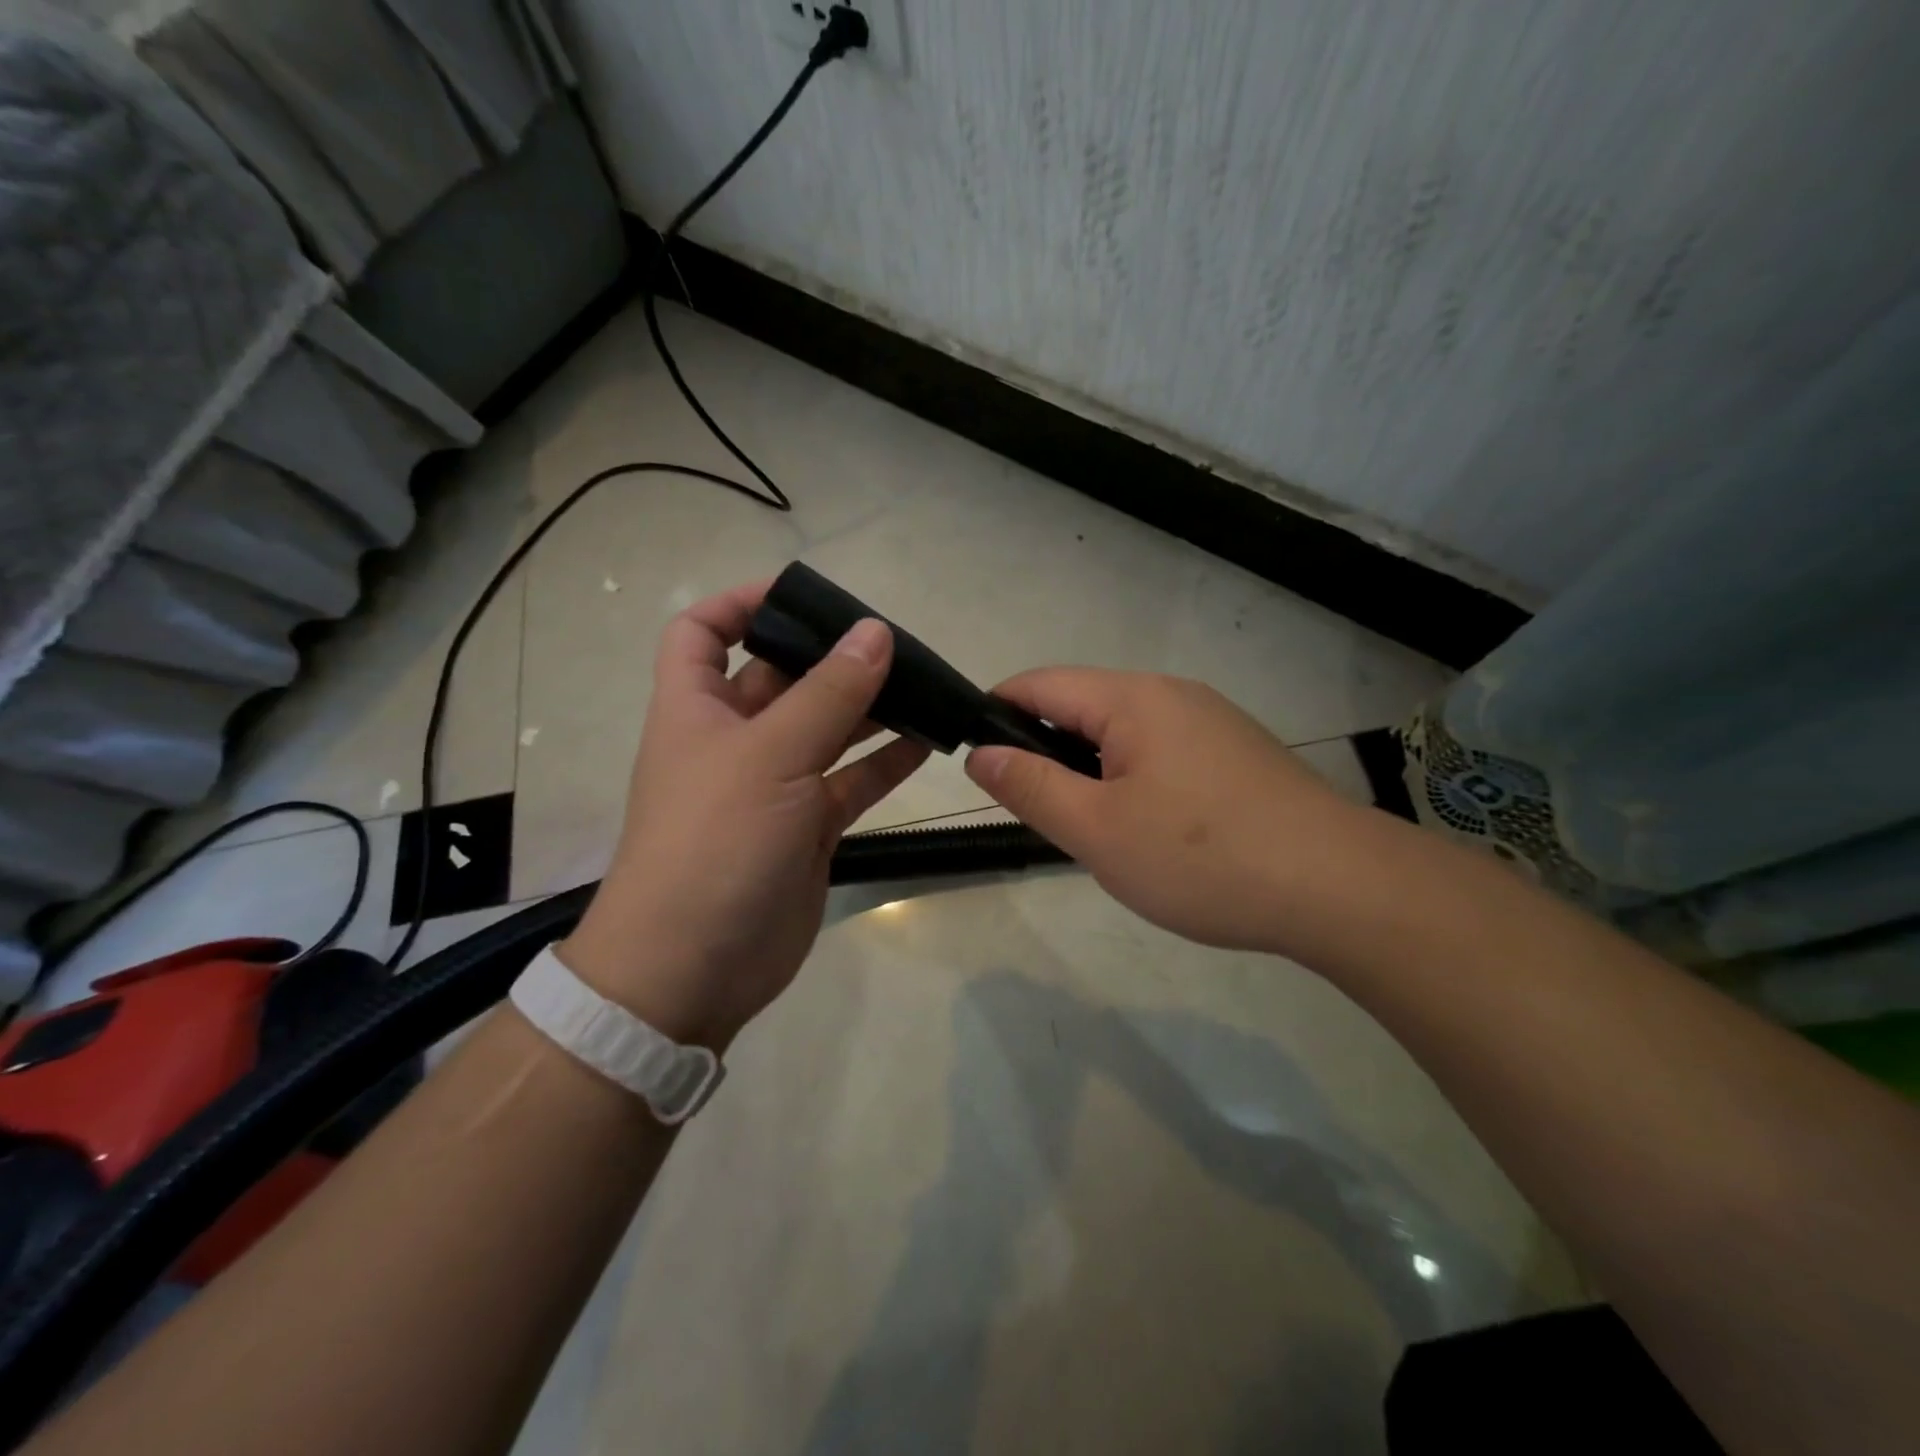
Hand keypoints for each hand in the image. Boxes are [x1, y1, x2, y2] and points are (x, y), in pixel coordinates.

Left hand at [559, 582, 929, 1048]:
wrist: (695, 969)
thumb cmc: (715, 845)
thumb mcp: (770, 758)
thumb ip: (828, 695)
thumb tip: (874, 632)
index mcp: (698, 709)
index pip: (703, 632)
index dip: (742, 603)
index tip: (802, 594)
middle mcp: (733, 740)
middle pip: (783, 679)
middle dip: (831, 657)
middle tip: (893, 643)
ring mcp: (773, 787)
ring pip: (826, 730)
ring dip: (869, 709)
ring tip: (924, 686)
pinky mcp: (807, 829)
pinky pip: (850, 782)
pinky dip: (885, 762)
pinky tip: (929, 742)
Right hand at [965, 668, 1368, 956]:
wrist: (1339, 888)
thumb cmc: (1202, 857)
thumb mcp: (1097, 830)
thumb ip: (1031, 787)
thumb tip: (981, 753)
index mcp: (1132, 698)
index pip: (1040, 684)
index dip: (997, 712)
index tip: (976, 759)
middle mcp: (1172, 694)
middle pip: (1083, 706)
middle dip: (1046, 750)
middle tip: (1040, 814)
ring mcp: (1211, 722)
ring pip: (1124, 733)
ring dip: (1092, 770)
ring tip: (1094, 830)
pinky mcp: (1238, 753)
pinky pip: (1163, 752)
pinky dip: (1135, 780)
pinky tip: (1151, 831)